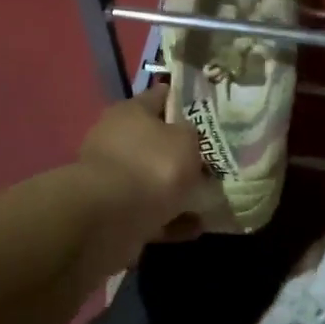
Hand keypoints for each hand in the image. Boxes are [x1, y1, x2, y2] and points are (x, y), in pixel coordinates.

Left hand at [76, 87, 216, 254]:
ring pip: (153, 179)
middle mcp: (117, 140)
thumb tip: (188, 135)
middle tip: (214, 160)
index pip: (160, 97)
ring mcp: (113, 178)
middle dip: (182, 151)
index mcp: (130, 112)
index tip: (208, 109)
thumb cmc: (152, 166)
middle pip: (156, 141)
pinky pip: (151, 211)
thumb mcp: (186, 140)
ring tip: (211, 198)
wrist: (110, 218)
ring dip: (178, 190)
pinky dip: (172, 219)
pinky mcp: (114, 211)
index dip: (183, 100)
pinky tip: (197, 227)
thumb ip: (192, 134)